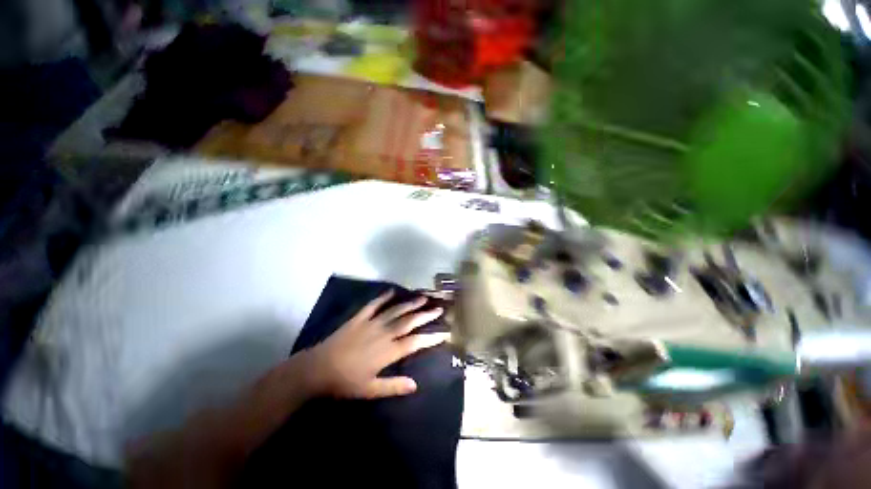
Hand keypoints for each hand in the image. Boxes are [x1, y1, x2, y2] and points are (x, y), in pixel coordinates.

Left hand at [303, 290, 448, 398]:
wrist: (318, 369)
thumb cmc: (345, 382)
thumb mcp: (370, 390)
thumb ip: (393, 386)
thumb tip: (415, 385)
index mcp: (388, 351)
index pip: (415, 342)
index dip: (431, 337)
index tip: (444, 333)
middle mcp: (384, 333)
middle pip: (409, 322)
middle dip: (425, 315)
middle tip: (439, 308)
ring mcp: (371, 323)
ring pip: (395, 310)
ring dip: (410, 303)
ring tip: (423, 297)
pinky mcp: (359, 318)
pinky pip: (373, 305)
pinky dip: (383, 297)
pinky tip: (392, 291)